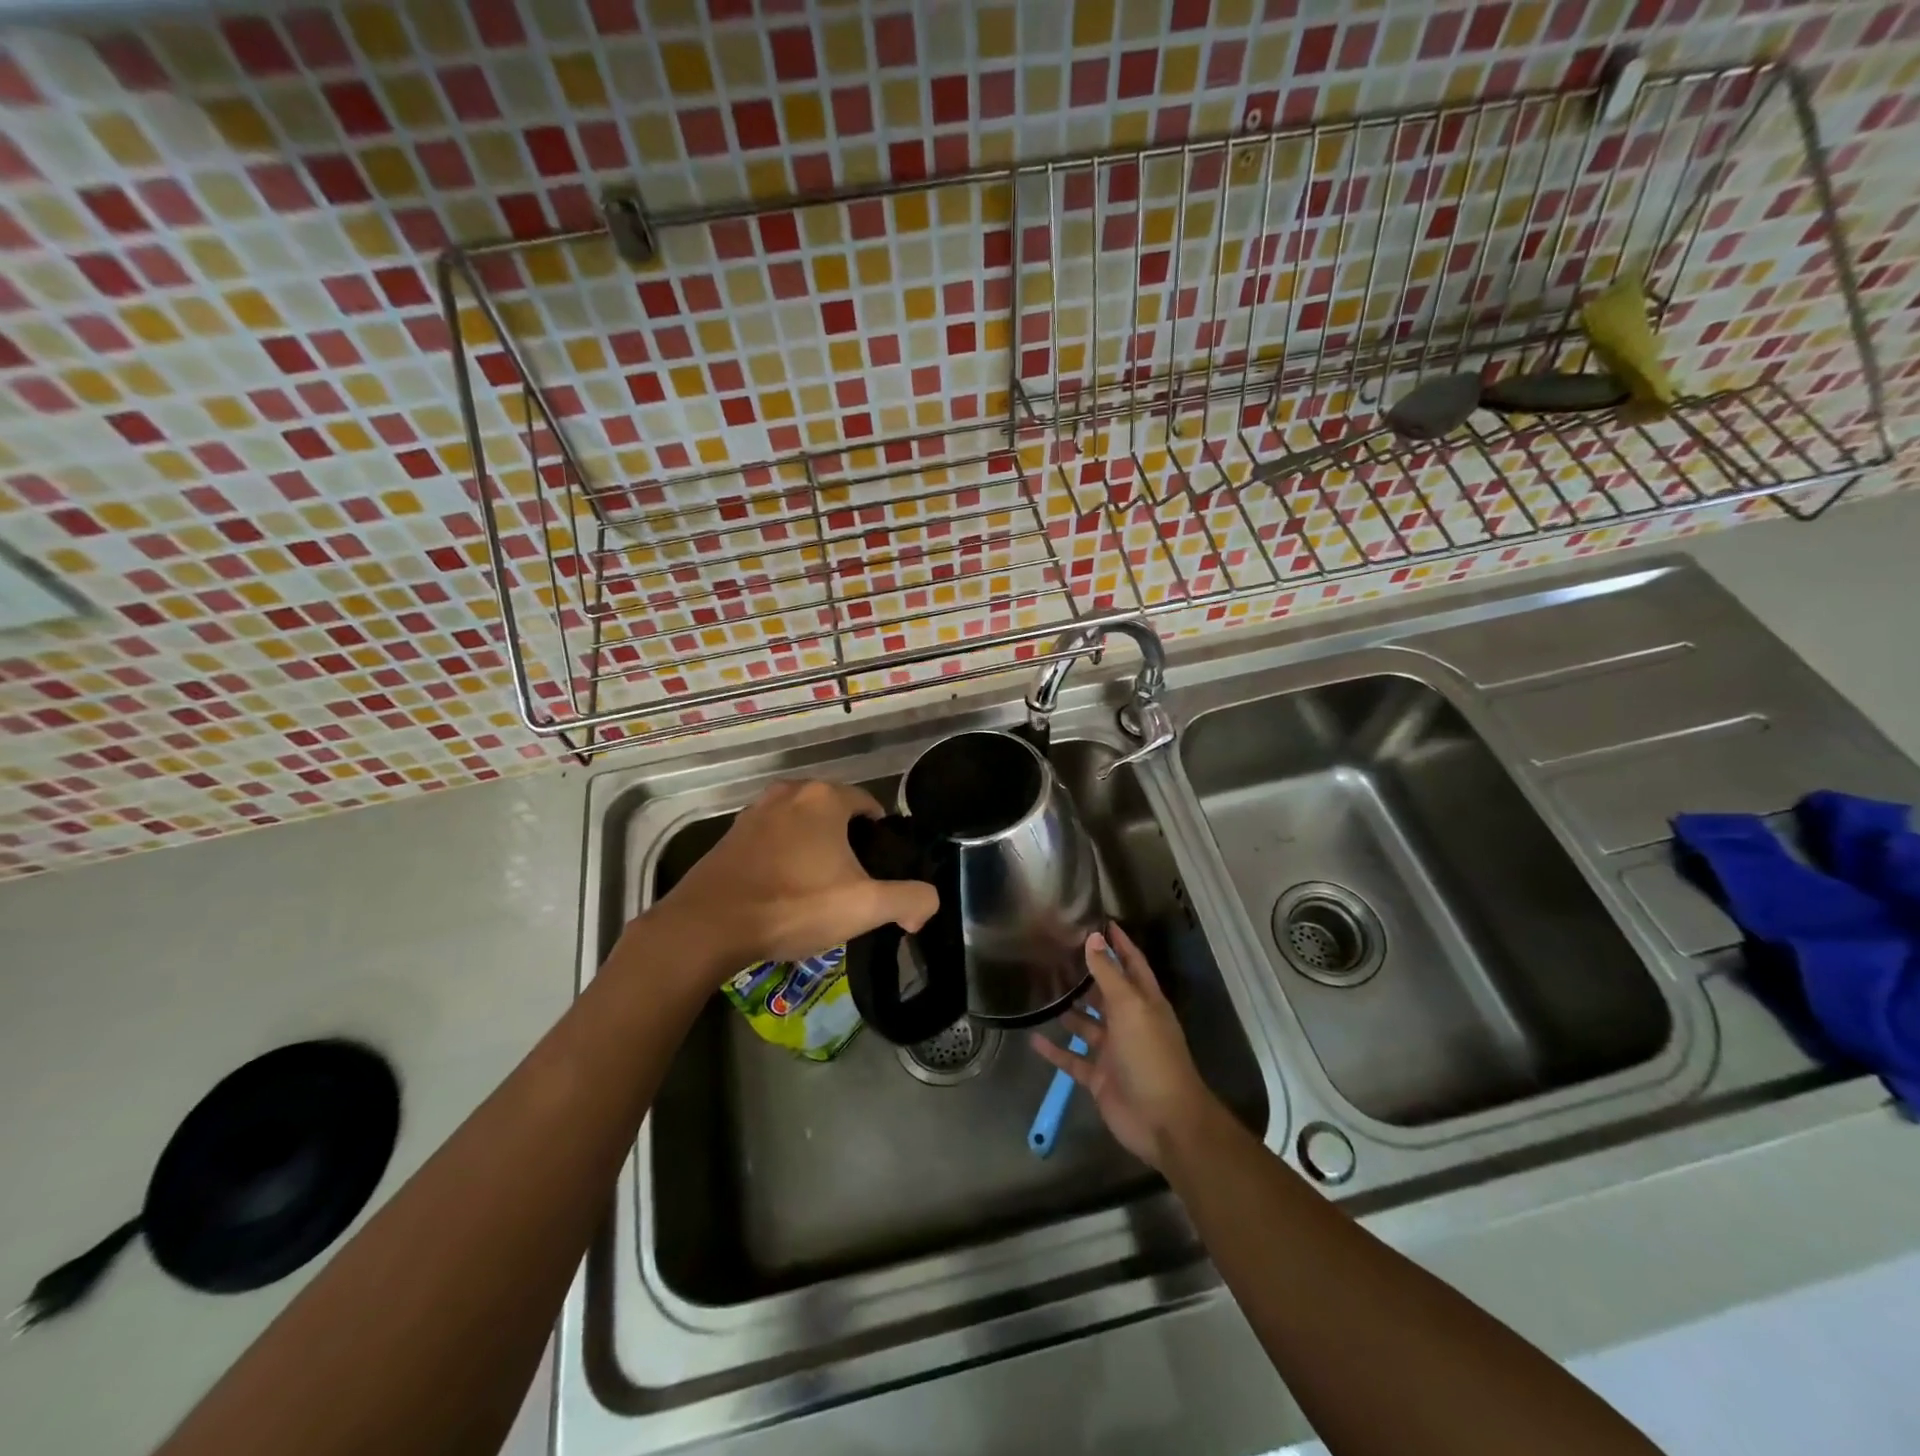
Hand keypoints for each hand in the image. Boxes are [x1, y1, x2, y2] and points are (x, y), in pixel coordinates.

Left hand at [650, 779, 939, 974]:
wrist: (708, 925)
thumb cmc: (793, 905)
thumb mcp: (865, 907)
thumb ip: (910, 900)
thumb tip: (926, 905)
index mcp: (826, 797)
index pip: (870, 805)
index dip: (881, 840)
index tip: (880, 873)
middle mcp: (791, 792)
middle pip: (836, 815)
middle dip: (848, 845)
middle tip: (851, 887)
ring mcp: (756, 810)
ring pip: (803, 826)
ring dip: (815, 851)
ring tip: (817, 892)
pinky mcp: (732, 834)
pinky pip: (774, 839)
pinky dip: (785, 857)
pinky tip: (783, 892)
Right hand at [1028, 923, 1217, 1169]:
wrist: (1164, 1121)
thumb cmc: (1151, 1055)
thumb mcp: (1130, 1007)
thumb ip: (1109, 973)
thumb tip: (1093, 937)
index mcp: (1144, 1002)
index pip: (1132, 963)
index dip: (1119, 942)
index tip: (1099, 920)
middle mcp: (1129, 1022)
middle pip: (1105, 992)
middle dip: (1086, 974)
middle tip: (1054, 953)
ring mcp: (1113, 1051)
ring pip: (1086, 1024)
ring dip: (1068, 1010)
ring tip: (1040, 989)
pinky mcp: (1098, 1077)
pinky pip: (1072, 1059)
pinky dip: (1055, 1050)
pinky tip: (1033, 1037)